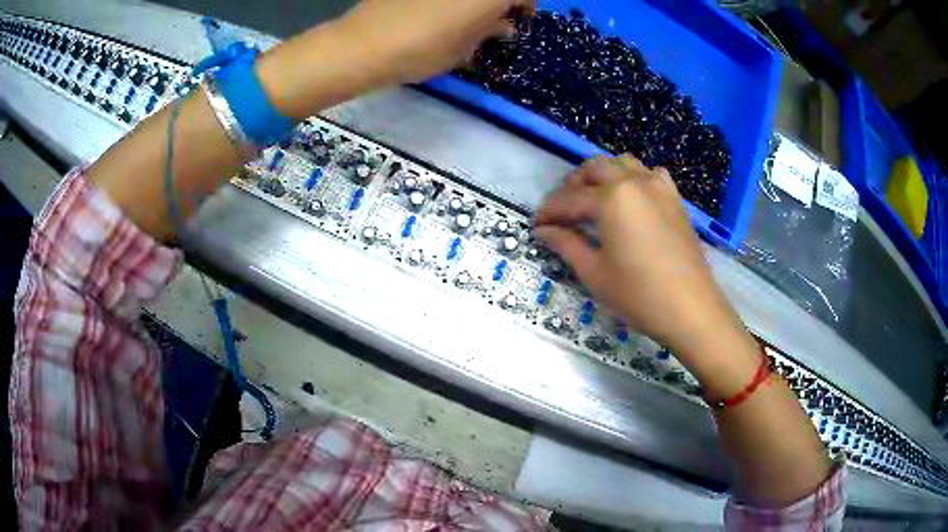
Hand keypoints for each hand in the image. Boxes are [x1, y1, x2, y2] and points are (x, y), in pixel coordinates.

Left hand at [339, 0, 535, 84]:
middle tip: (495, 18)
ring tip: (466, 17)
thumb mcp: (465, 47)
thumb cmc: (422, 50)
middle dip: (500, 3)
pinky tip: (440, 10)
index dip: (527, 6)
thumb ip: (490, 30)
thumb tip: (502, 25)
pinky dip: (452, 1)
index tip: (520, 20)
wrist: (364, 44)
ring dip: (475, 2)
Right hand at [534, 155, 746, 358]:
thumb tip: (544, 230)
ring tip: (594, 199)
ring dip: (603, 175)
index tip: (536, 225)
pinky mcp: (675, 200)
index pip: (571, 199)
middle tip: (563, 210)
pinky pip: (650, 174)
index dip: (550, 211)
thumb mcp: (595, 273)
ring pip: (623, 164)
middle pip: (596, 168)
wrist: (691, 309)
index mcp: (612, 198)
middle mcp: (635, 182)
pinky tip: (631, 200)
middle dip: (573, 185)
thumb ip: (567, 244)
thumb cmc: (638, 294)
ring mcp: (659, 187)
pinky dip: (634, 179)